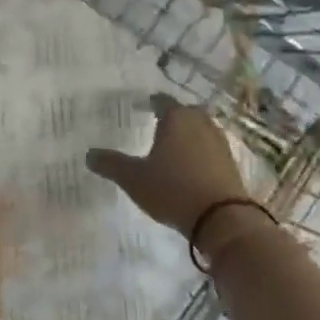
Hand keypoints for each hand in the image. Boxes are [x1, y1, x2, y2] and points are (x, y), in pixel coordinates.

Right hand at [86, 93, 248, 234]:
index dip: (151, 103)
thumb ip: (111, 164)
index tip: (142, 106)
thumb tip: (89, 154)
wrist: (221, 217)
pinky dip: (199, 151)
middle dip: (172, 116)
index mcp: (176, 118)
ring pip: (200, 129)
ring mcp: (219, 141)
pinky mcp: (230, 162)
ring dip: (187, 133)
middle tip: (157, 123)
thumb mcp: (133, 179)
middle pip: (184, 112)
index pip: (161, 101)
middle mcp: (200, 123)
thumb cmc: (172, 189)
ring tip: (172, 145)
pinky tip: (190, 165)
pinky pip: (209, 147)